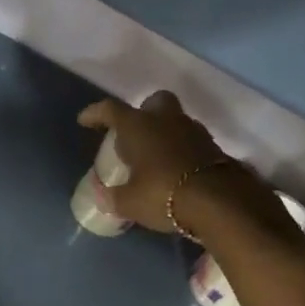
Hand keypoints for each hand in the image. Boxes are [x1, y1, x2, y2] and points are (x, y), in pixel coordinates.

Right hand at [78, 92, 277, 239]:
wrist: (219, 203)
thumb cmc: (162, 194)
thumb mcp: (129, 202)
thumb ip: (113, 197)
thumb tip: (102, 195)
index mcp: (138, 126)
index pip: (111, 110)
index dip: (96, 113)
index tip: (85, 120)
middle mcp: (166, 120)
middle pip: (154, 102)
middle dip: (143, 113)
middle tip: (134, 134)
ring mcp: (193, 131)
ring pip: (175, 121)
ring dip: (164, 133)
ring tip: (154, 158)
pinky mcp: (214, 148)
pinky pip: (191, 142)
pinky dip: (181, 150)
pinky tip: (175, 169)